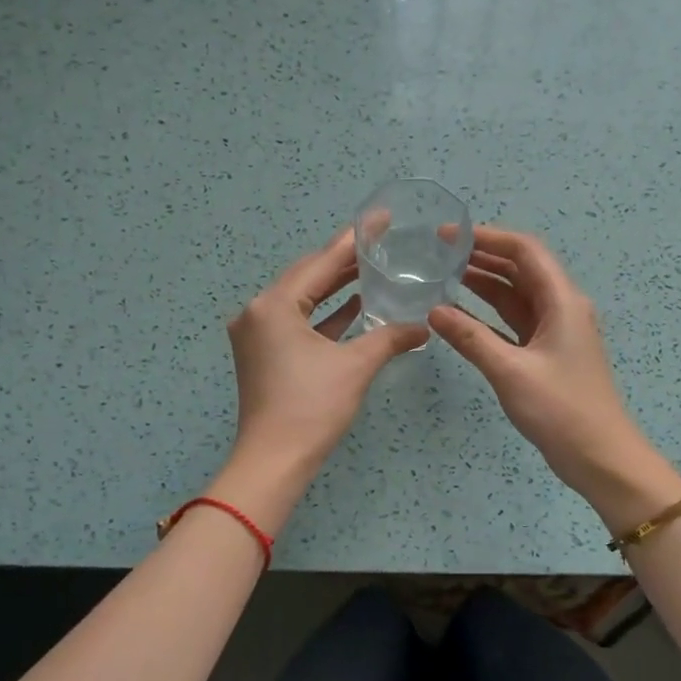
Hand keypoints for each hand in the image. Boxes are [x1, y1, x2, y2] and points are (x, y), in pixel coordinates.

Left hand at [227, 230, 428, 478]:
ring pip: (302, 301)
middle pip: (308, 277)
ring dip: (335, 289)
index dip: (354, 240)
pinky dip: (324, 316)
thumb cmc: (312, 407)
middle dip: (344, 262)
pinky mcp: (263, 355)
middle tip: (382, 245)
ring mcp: (257, 335)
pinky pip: (297, 323)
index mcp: (274, 305)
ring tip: (373, 271)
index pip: (321, 262)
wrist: (274, 461)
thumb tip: (423, 325)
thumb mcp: (355, 366)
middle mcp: (258, 312)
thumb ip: (389, 337)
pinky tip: (354, 308)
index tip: (380, 219)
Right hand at [429, 226, 680, 530]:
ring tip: (442, 275)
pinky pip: (513, 322)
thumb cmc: (560, 410)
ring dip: (483, 283)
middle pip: (520, 268)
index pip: (525, 251)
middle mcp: (561, 307)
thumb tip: (433, 310)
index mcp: (562, 301)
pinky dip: (488, 314)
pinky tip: (459, 314)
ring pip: (515, 295)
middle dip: (481, 256)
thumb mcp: (510, 371)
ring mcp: (554, 331)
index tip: (449, 235)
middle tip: (438, 254)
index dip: (488, 237)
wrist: (599, 457)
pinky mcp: (546, 353)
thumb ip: (470, 338)